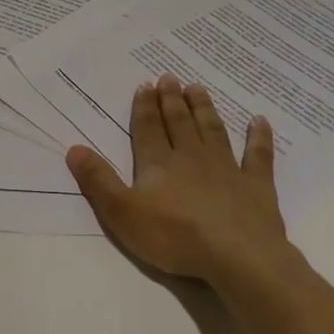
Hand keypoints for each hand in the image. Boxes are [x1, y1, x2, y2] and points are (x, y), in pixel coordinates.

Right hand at [65, 74, 294, 292]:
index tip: (146, 85)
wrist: (238, 256)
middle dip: (172, 100)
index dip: (144, 107)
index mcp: (159, 164)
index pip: (148, 129)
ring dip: (204, 109)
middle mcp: (192, 158)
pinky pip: (258, 156)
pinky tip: (259, 121)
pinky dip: (258, 137)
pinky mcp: (256, 186)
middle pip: (179, 123)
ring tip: (198, 88)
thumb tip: (74, 148)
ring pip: (212, 131)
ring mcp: (227, 169)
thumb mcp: (122, 213)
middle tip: (170, 77)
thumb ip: (98, 181)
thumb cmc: (175, 237)